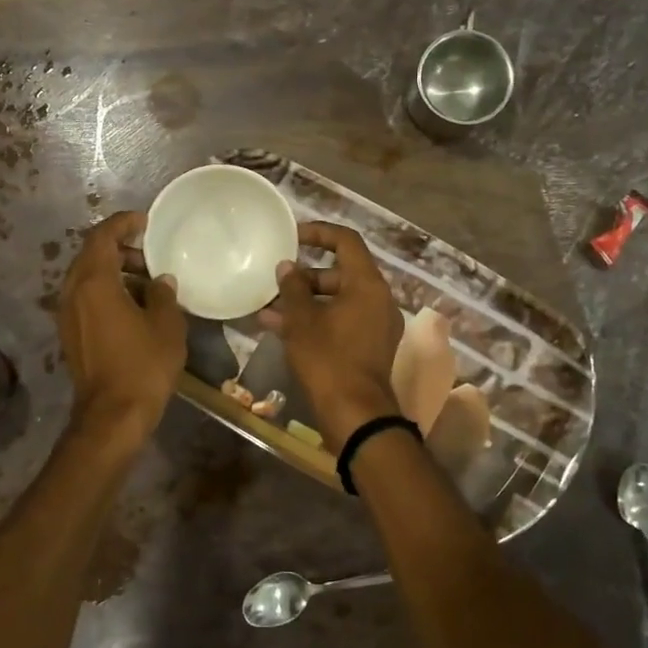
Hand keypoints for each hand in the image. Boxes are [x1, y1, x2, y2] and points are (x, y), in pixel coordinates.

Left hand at [58, 211, 185, 440]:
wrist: (113, 416)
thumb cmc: (143, 366)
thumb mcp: (166, 325)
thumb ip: (164, 295)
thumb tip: (160, 281)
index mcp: (94, 283)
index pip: (101, 236)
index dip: (122, 223)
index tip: (144, 221)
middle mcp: (72, 293)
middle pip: (90, 255)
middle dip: (119, 248)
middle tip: (150, 253)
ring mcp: (67, 315)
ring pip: (87, 278)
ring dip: (114, 271)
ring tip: (147, 280)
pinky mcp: (70, 334)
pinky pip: (86, 298)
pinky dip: (107, 290)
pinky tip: (134, 305)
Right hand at [258, 222, 403, 450]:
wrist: (355, 414)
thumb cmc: (328, 359)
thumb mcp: (302, 320)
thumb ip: (293, 288)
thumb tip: (288, 267)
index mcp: (368, 284)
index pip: (346, 241)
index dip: (319, 233)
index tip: (293, 237)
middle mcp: (378, 299)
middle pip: (340, 273)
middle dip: (305, 277)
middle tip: (276, 282)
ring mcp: (377, 324)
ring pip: (337, 300)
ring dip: (305, 302)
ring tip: (268, 309)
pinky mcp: (370, 346)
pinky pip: (342, 321)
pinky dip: (317, 320)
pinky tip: (282, 329)